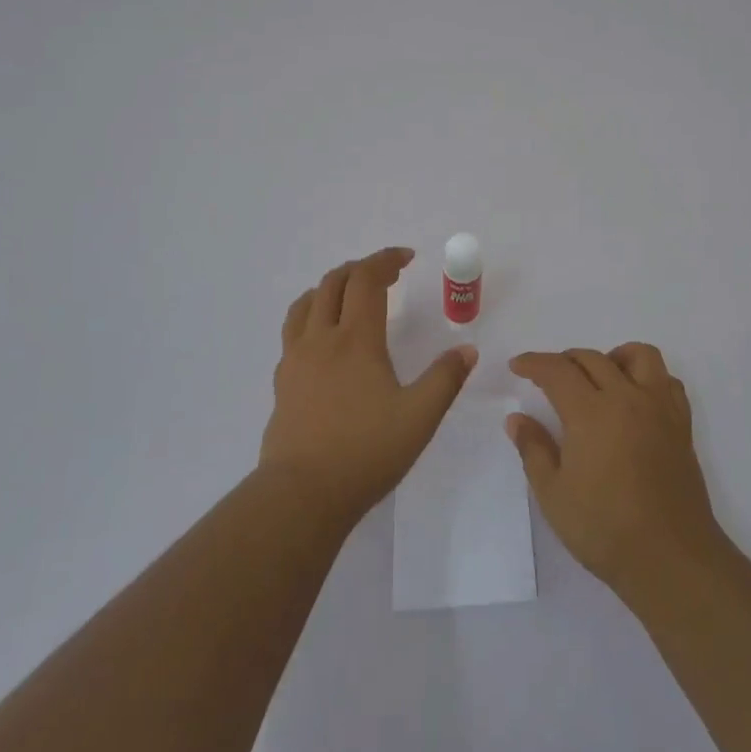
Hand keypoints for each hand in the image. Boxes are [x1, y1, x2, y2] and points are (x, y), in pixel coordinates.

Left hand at [260, 248, 477, 522]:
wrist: (302, 494)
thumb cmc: (366, 451)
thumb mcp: (420, 417)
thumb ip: (446, 379)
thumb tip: (467, 349)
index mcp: (356, 339)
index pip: (366, 280)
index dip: (385, 260)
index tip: (406, 257)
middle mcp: (322, 339)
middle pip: (334, 283)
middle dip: (360, 268)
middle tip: (385, 274)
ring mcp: (296, 359)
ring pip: (306, 303)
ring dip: (330, 287)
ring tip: (349, 295)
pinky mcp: (283, 382)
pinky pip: (293, 331)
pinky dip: (311, 315)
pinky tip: (323, 339)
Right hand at [507, 343, 725, 596]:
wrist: (670, 558)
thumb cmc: (604, 529)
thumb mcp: (553, 494)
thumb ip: (533, 449)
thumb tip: (516, 419)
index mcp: (591, 412)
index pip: (557, 370)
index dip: (533, 363)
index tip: (517, 366)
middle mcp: (627, 398)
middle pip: (593, 358)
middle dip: (564, 361)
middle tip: (547, 378)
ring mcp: (659, 408)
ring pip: (639, 355)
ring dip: (612, 357)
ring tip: (598, 379)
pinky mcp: (681, 425)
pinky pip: (666, 381)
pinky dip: (648, 377)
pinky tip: (635, 399)